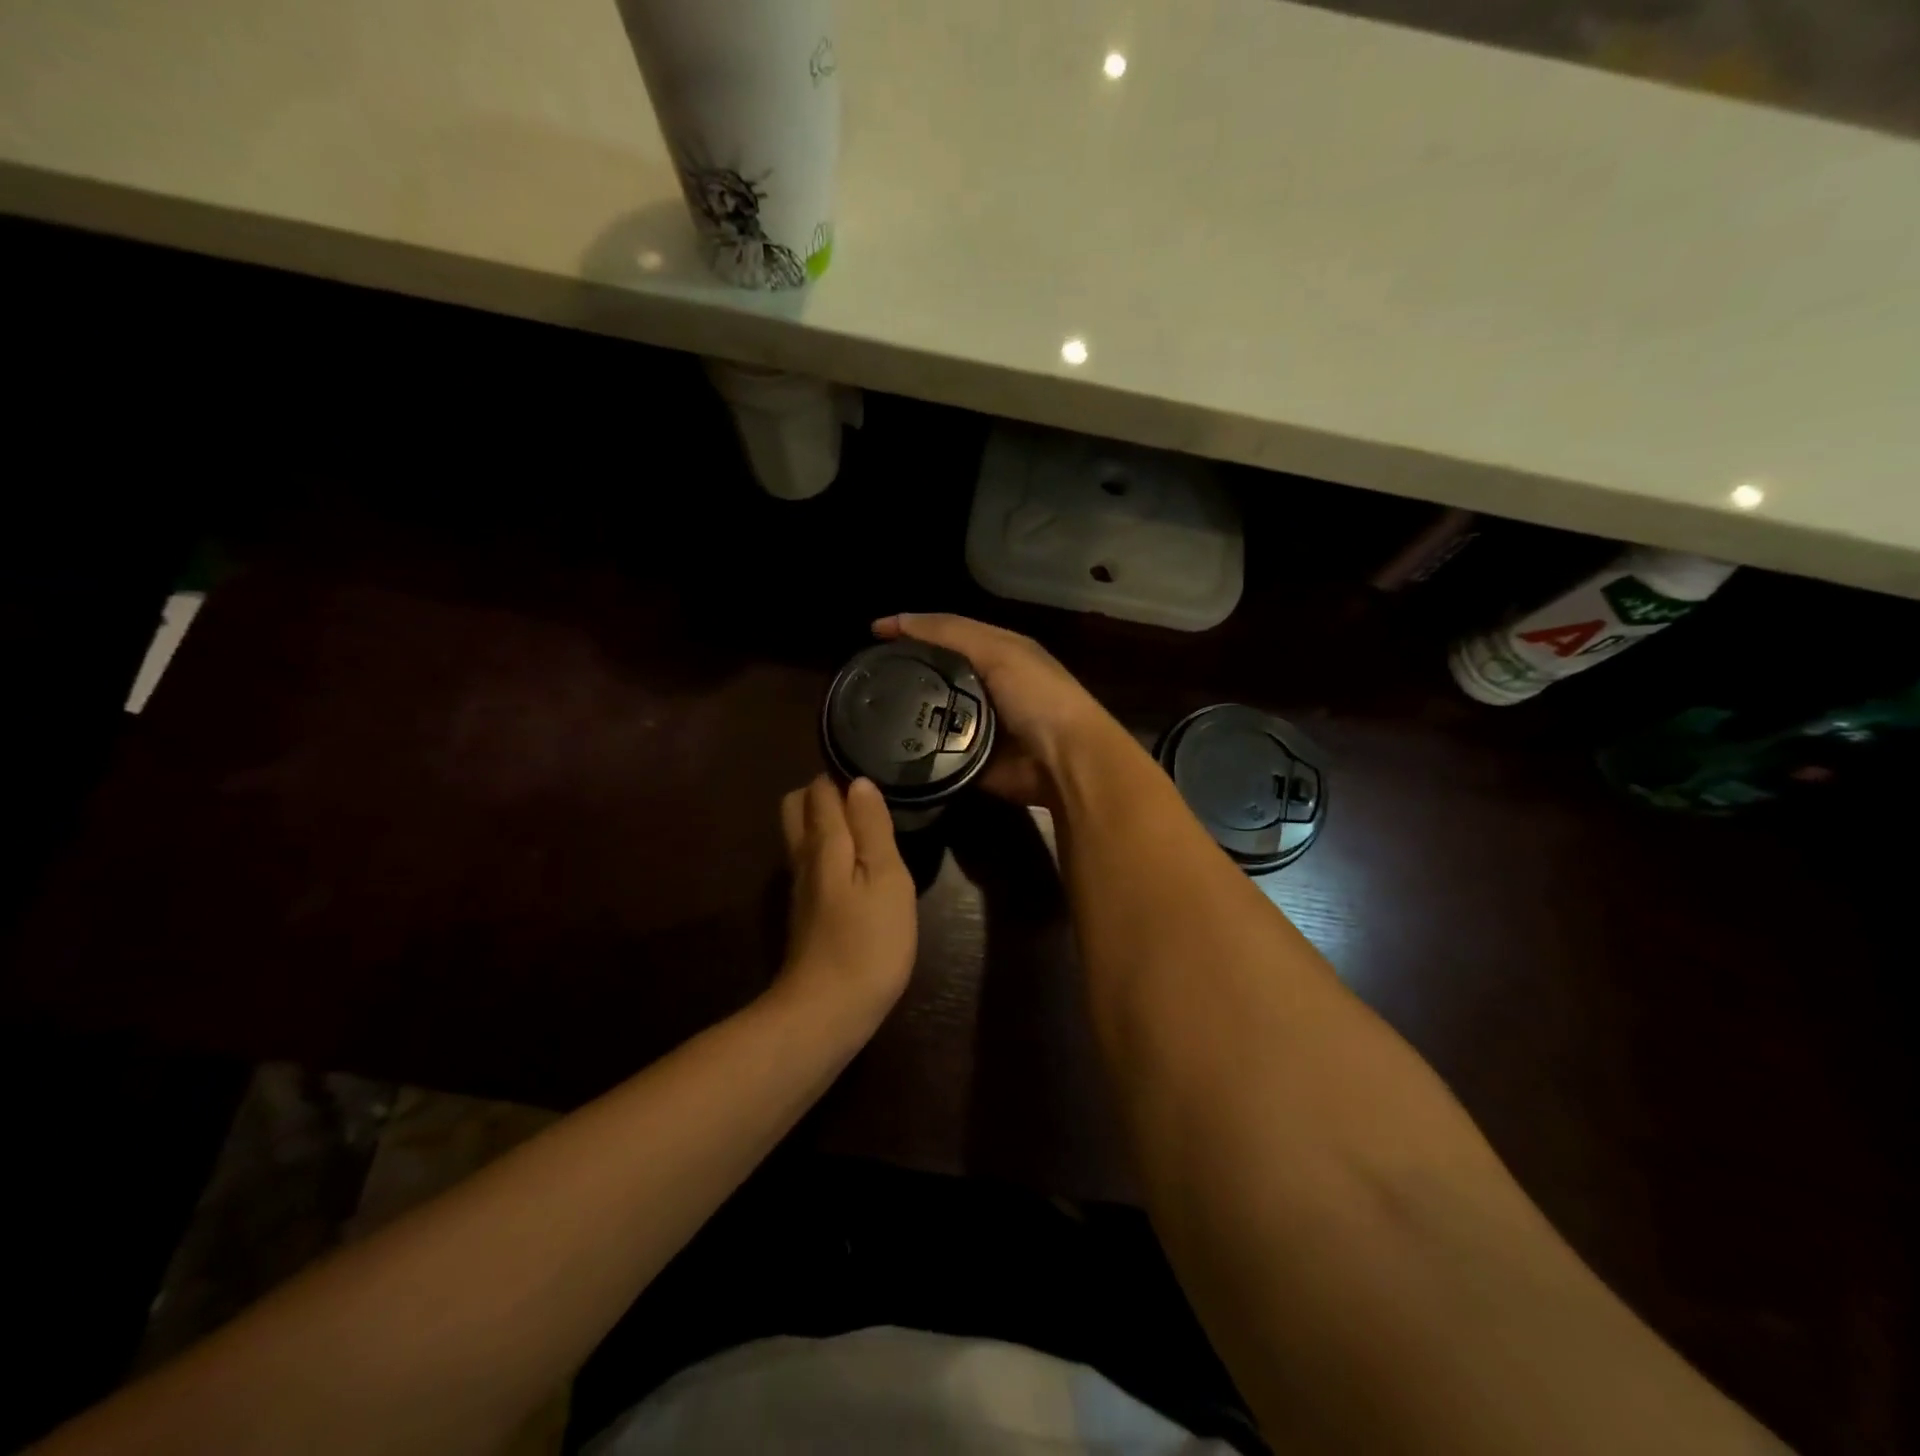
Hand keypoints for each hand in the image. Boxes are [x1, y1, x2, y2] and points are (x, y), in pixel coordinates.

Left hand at [775, 774, 916, 1030]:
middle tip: (866, 801)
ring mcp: (800, 889)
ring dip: (825, 822)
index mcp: (824, 843)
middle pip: (797, 808)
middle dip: (823, 794)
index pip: (819, 790)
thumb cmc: (868, 940)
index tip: (873, 773)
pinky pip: (810, 864)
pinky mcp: (805, 914)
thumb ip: (872, 828)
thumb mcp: (886, 878)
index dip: (841, 776)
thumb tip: (858, 782)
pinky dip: (828, 852)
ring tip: (867, 826)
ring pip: (801, 837)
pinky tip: (856, 867)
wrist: (827, 1011)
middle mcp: (803, 859)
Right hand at [872, 613, 1116, 807]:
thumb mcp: (997, 650)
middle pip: (935, 675)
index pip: (945, 635)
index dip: (911, 630)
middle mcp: (985, 687)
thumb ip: (950, 633)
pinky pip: (934, 750)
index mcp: (996, 654)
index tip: (871, 635)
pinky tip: (882, 744)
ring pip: (930, 713)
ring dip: (904, 713)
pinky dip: (913, 747)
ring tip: (865, 710)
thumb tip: (896, 620)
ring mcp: (976, 726)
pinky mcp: (968, 761)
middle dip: (903, 674)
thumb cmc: (1037, 695)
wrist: (1064, 761)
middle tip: (863, 677)